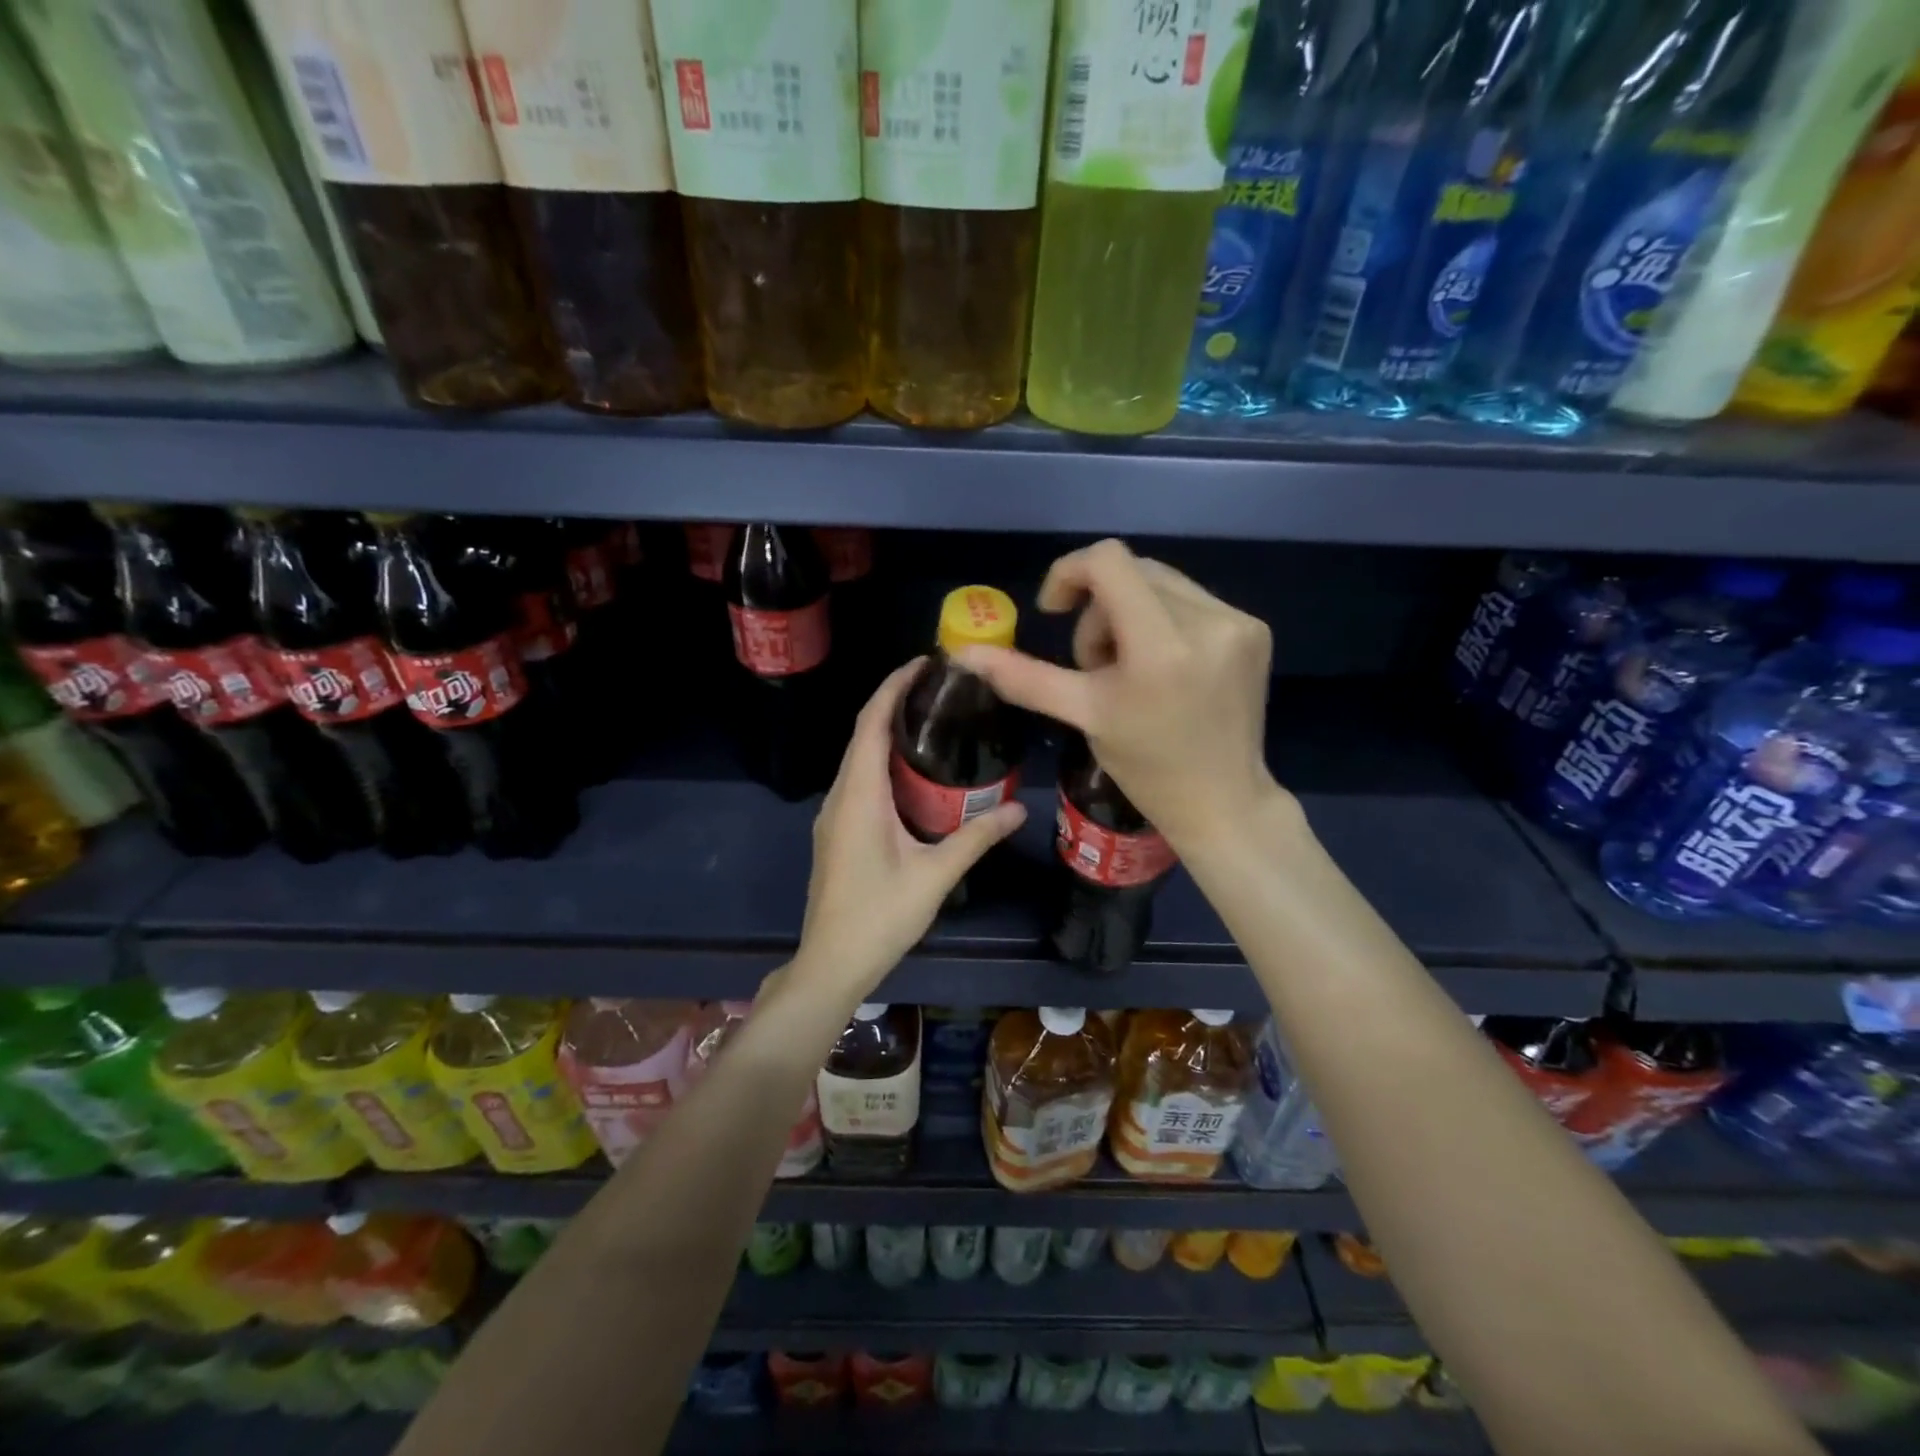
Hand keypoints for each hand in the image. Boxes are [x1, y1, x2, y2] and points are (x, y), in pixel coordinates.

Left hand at [790, 660, 1027, 1011]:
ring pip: (858, 757)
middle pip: (862, 733)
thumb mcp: (935, 876)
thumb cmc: (880, 917)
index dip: (893, 686)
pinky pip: (858, 779)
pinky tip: (913, 771)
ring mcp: (834, 814)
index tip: (924, 663)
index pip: (871, 723)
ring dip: (888, 731)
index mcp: (859, 795)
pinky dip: (882, 760)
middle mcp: (840, 795)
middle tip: (940, 687)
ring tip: (932, 719)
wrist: (831, 962)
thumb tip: (1021, 810)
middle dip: (894, 701)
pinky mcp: (837, 831)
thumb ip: (976, 837)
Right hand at [957, 539, 1282, 852]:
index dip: (1069, 573)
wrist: (1222, 801)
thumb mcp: (1083, 715)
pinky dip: (1164, 621)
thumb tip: (965, 654)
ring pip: (1162, 583)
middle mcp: (1208, 621)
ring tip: (1131, 669)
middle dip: (1100, 608)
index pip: (1108, 562)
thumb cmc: (1146, 766)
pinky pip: (1192, 600)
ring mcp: (1238, 623)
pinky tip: (1165, 667)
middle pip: (1132, 571)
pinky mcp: (1255, 629)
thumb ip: (1024, 678)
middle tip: (1097, 664)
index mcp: (1161, 646)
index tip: (1056, 610)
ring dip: (1131, 613)